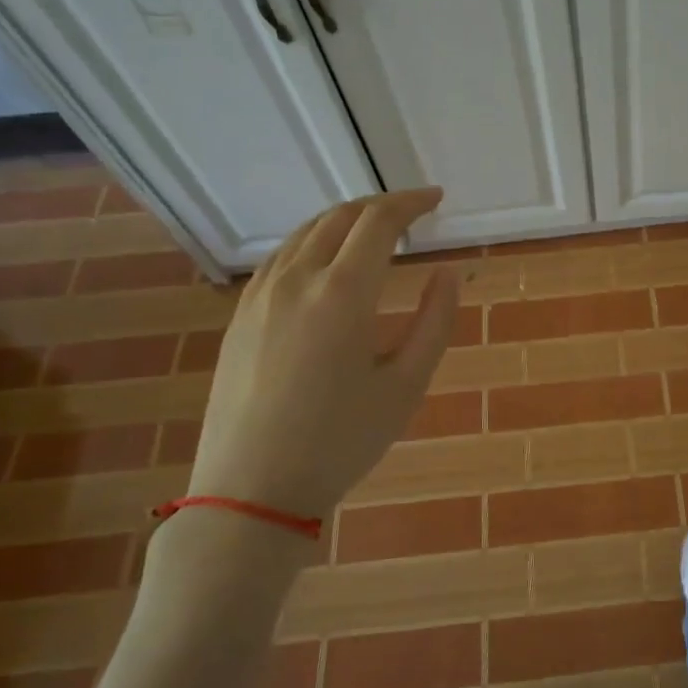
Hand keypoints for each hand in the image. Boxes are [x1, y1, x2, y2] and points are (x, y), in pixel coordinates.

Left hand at [186, 189, 460, 520]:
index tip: (437, 199)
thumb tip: (447, 273)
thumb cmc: (341, 441)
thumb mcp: (406, 385)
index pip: (379, 222)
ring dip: (345, 220)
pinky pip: (281, 257)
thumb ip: (435, 322)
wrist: (251, 489)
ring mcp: (260, 295)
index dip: (411, 202)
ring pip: (305, 233)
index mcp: (342, 293)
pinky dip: (313, 242)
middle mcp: (296, 280)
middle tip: (413, 212)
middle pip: (339, 217)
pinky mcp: (240, 315)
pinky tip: (327, 264)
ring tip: (375, 231)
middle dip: (380, 205)